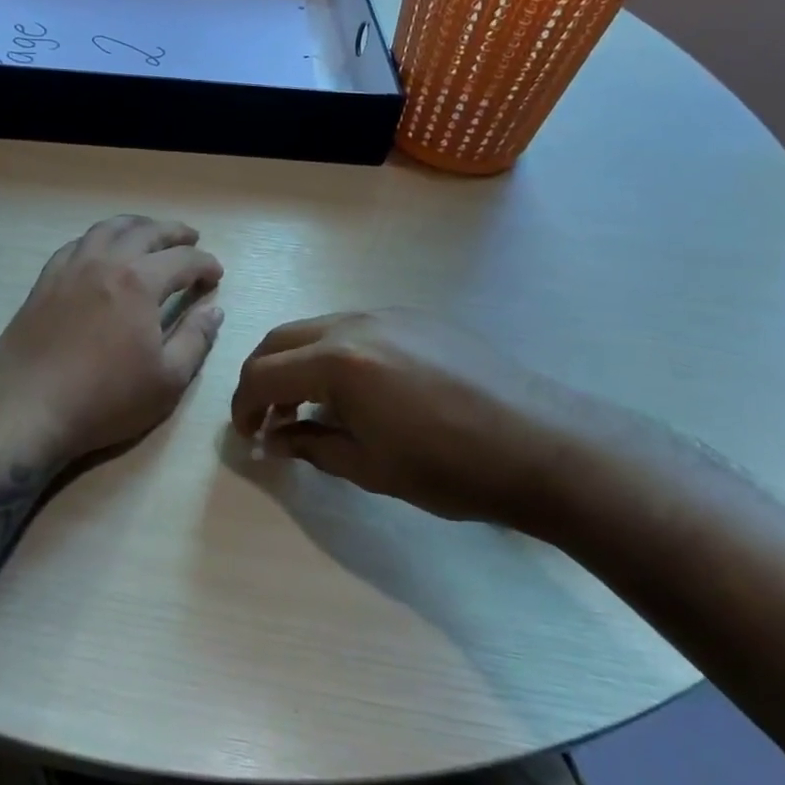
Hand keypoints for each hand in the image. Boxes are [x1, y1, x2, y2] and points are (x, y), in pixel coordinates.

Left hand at [0, 215, 224, 464]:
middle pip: (145, 232)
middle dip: (174, 232)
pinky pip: (76, 245)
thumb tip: (214, 310)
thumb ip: (195, 340)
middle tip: (191, 238)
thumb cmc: (105, 399)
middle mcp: (105, 263)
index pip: (183, 259)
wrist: (29, 408)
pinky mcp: (44, 282)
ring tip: (149, 232)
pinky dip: (98, 239)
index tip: (216, 275)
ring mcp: (70, 269)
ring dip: (135, 225)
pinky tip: (101, 250)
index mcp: (139, 283)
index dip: (205, 264)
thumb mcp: (167, 380)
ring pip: (107, 229)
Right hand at [230, 309, 607, 527]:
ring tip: (313, 406)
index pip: (263, 374)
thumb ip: (311, 446)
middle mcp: (355, 325)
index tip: (247, 435)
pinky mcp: (417, 318)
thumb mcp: (369, 468)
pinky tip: (359, 391)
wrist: (540, 444)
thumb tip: (275, 438)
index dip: (244, 405)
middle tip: (268, 417)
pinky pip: (356, 328)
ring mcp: (389, 315)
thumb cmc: (450, 469)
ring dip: (299, 363)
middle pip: (283, 339)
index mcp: (338, 362)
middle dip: (263, 377)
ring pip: (318, 329)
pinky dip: (335, 354)